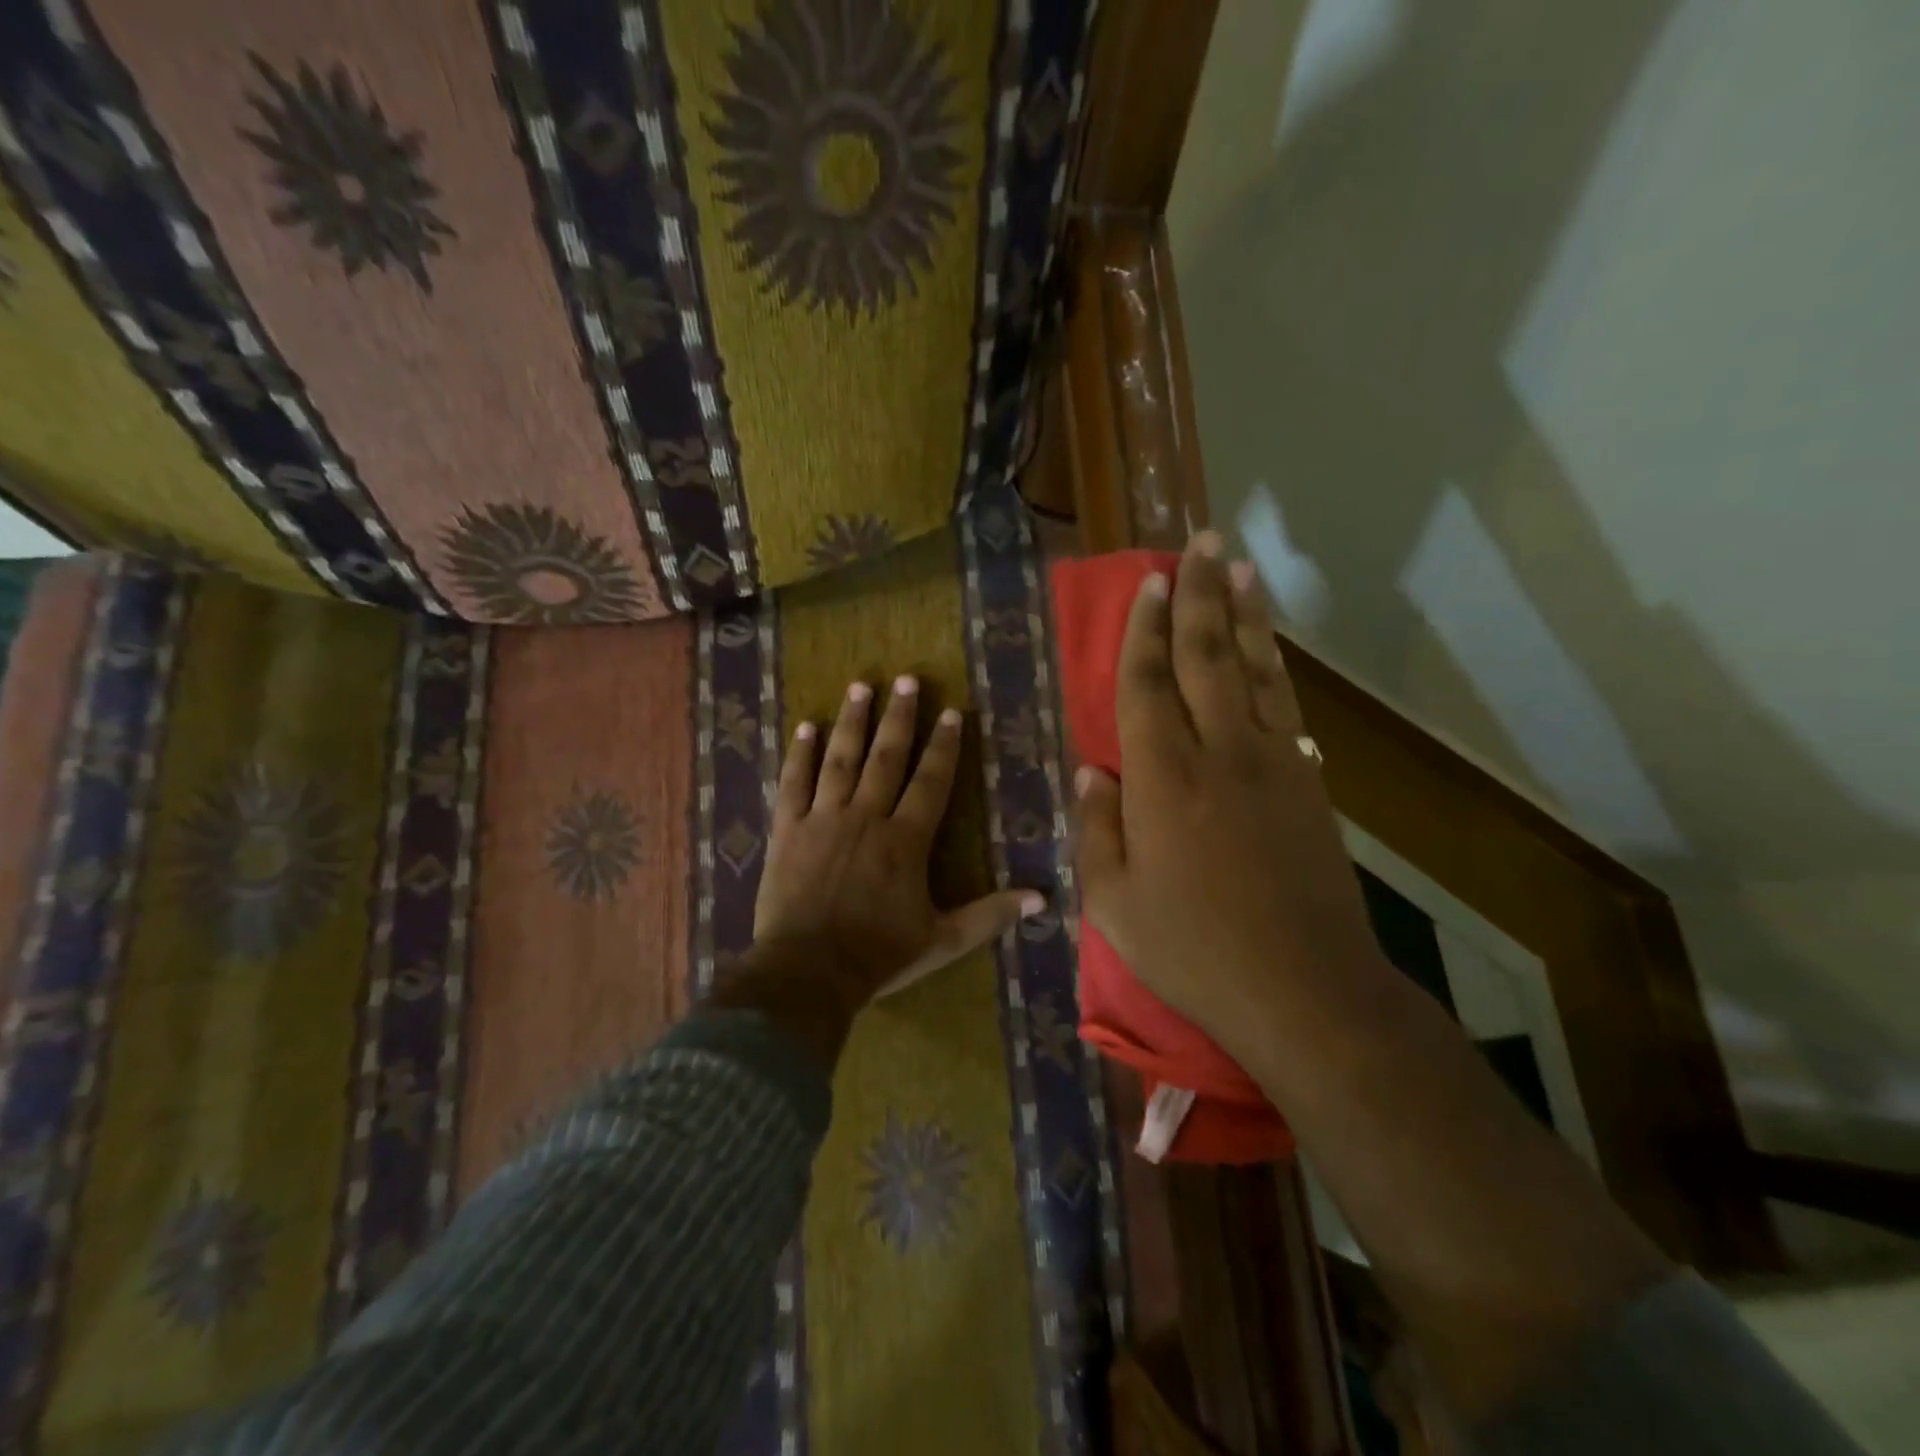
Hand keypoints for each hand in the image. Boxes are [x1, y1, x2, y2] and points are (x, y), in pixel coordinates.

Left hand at [750, 675, 1044, 1014]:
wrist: (807, 972)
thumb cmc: (878, 955)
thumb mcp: (943, 940)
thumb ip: (991, 915)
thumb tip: (1042, 899)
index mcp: (906, 840)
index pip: (931, 781)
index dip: (943, 746)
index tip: (950, 712)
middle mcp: (866, 817)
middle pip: (886, 757)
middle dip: (899, 717)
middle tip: (907, 679)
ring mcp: (823, 819)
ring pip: (840, 759)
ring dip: (852, 721)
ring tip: (861, 686)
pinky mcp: (787, 830)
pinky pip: (793, 783)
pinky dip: (799, 755)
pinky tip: (805, 727)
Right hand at [1072, 533, 1378, 1067]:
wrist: (1304, 988)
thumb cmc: (1193, 950)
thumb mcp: (1115, 902)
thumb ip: (1096, 829)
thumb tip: (1092, 770)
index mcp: (1162, 780)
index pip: (1147, 685)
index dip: (1144, 630)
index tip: (1148, 583)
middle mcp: (1219, 753)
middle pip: (1206, 657)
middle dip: (1199, 596)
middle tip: (1199, 543)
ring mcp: (1272, 763)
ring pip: (1254, 670)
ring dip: (1244, 614)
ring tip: (1239, 567)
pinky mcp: (1308, 782)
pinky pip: (1286, 705)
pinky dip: (1275, 666)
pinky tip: (1269, 646)